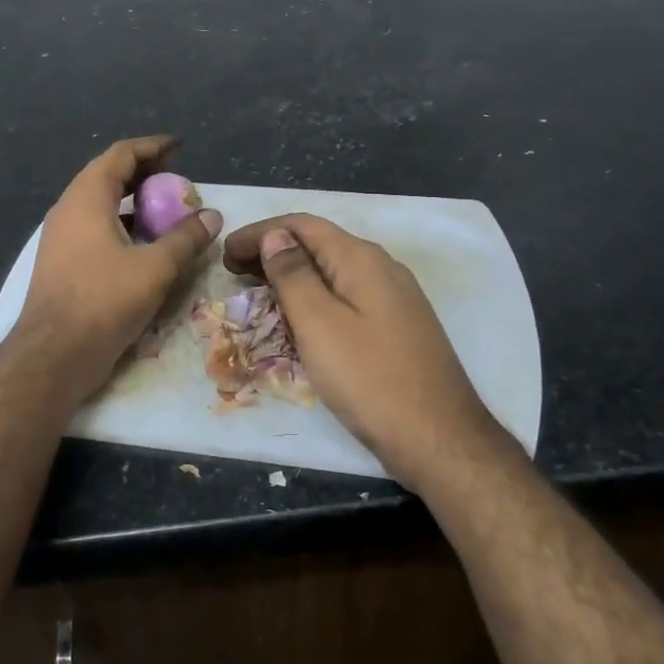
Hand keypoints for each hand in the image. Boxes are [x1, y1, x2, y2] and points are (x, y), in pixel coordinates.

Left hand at [12, 136, 222, 401]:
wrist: (53, 355)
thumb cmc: (103, 302)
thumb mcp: (155, 268)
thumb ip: (185, 238)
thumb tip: (212, 216)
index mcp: (86, 199)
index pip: (120, 155)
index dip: (152, 147)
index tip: (179, 148)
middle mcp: (68, 209)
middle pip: (107, 175)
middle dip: (143, 172)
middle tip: (176, 178)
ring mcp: (61, 237)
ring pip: (100, 204)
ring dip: (132, 201)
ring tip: (164, 208)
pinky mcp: (62, 262)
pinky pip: (94, 228)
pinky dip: (121, 225)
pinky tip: (143, 244)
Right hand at [221, 214, 505, 490]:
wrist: (439, 438)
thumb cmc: (370, 379)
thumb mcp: (319, 323)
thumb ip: (293, 274)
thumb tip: (275, 236)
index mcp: (361, 259)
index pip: (302, 225)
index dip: (260, 232)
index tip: (224, 251)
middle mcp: (382, 267)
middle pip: (319, 244)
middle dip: (273, 251)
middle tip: (233, 272)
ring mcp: (395, 297)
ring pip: (333, 270)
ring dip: (292, 274)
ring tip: (257, 291)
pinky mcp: (398, 324)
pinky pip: (347, 294)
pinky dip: (315, 295)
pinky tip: (300, 317)